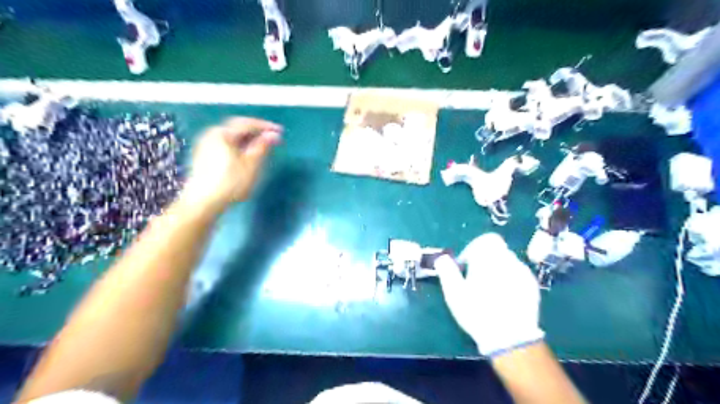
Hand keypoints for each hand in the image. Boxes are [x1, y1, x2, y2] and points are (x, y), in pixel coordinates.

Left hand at [180, 116, 279, 210]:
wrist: (203, 202)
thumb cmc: (230, 183)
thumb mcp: (251, 165)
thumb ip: (262, 147)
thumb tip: (272, 135)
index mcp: (222, 133)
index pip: (247, 124)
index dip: (265, 126)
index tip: (280, 131)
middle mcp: (211, 134)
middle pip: (237, 127)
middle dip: (255, 131)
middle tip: (271, 137)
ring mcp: (205, 145)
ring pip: (230, 136)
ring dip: (247, 139)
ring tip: (261, 146)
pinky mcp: (203, 156)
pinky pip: (225, 144)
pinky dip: (238, 145)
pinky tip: (245, 155)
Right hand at [436, 233, 541, 356]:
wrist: (511, 338)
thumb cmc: (478, 312)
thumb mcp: (454, 293)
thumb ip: (447, 271)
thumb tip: (441, 258)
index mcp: (489, 258)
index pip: (486, 240)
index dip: (474, 248)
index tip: (466, 265)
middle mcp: (509, 260)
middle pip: (497, 250)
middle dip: (485, 260)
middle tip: (475, 278)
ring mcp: (523, 274)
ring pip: (508, 262)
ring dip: (497, 269)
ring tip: (489, 289)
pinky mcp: (533, 287)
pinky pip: (518, 275)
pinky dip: (509, 279)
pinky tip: (503, 297)